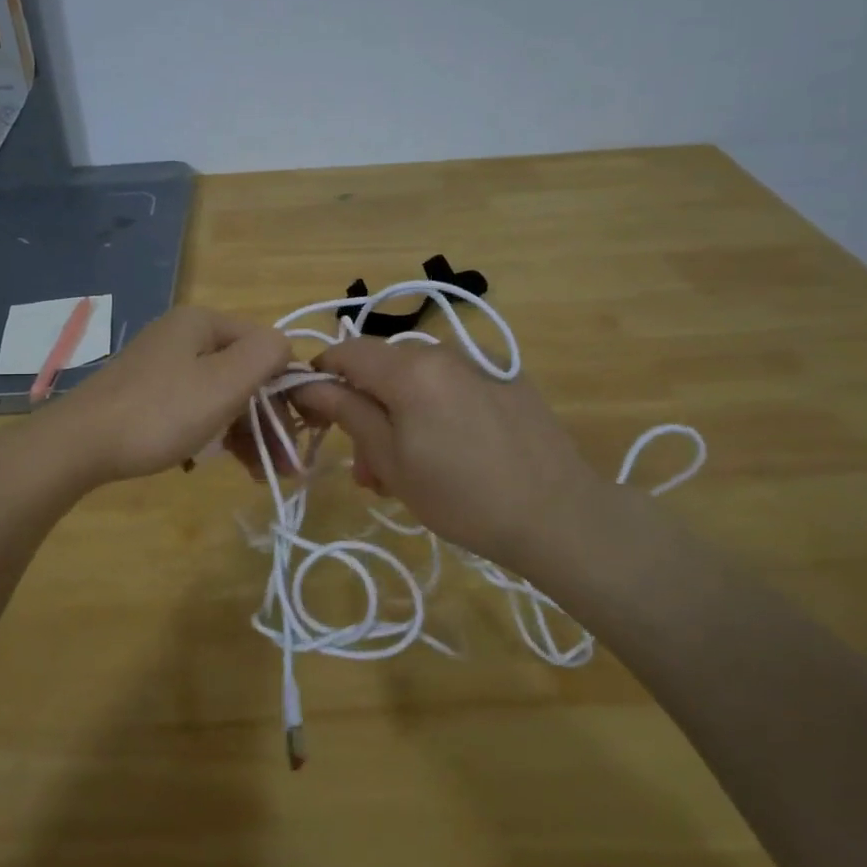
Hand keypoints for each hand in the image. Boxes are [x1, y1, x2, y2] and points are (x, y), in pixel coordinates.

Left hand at [38, 306, 292, 484]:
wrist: (78, 445)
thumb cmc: (160, 413)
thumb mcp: (224, 382)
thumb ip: (266, 355)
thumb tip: (285, 349)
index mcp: (202, 323)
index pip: (266, 347)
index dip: (288, 388)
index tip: (299, 433)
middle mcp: (182, 336)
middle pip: (243, 374)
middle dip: (267, 419)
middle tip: (283, 466)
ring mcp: (160, 366)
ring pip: (219, 396)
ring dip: (244, 433)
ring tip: (258, 475)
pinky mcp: (144, 395)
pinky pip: (192, 409)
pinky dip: (210, 434)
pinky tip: (210, 464)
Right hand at [290, 337, 608, 569]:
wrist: (558, 515)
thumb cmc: (461, 496)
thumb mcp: (391, 460)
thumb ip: (347, 412)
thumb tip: (308, 384)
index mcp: (410, 368)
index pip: (345, 352)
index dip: (320, 378)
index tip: (313, 415)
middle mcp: (443, 351)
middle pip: (382, 368)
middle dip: (363, 409)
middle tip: (366, 468)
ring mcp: (480, 362)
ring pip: (417, 379)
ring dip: (398, 415)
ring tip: (404, 471)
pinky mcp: (507, 378)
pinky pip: (451, 384)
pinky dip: (433, 410)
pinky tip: (447, 451)